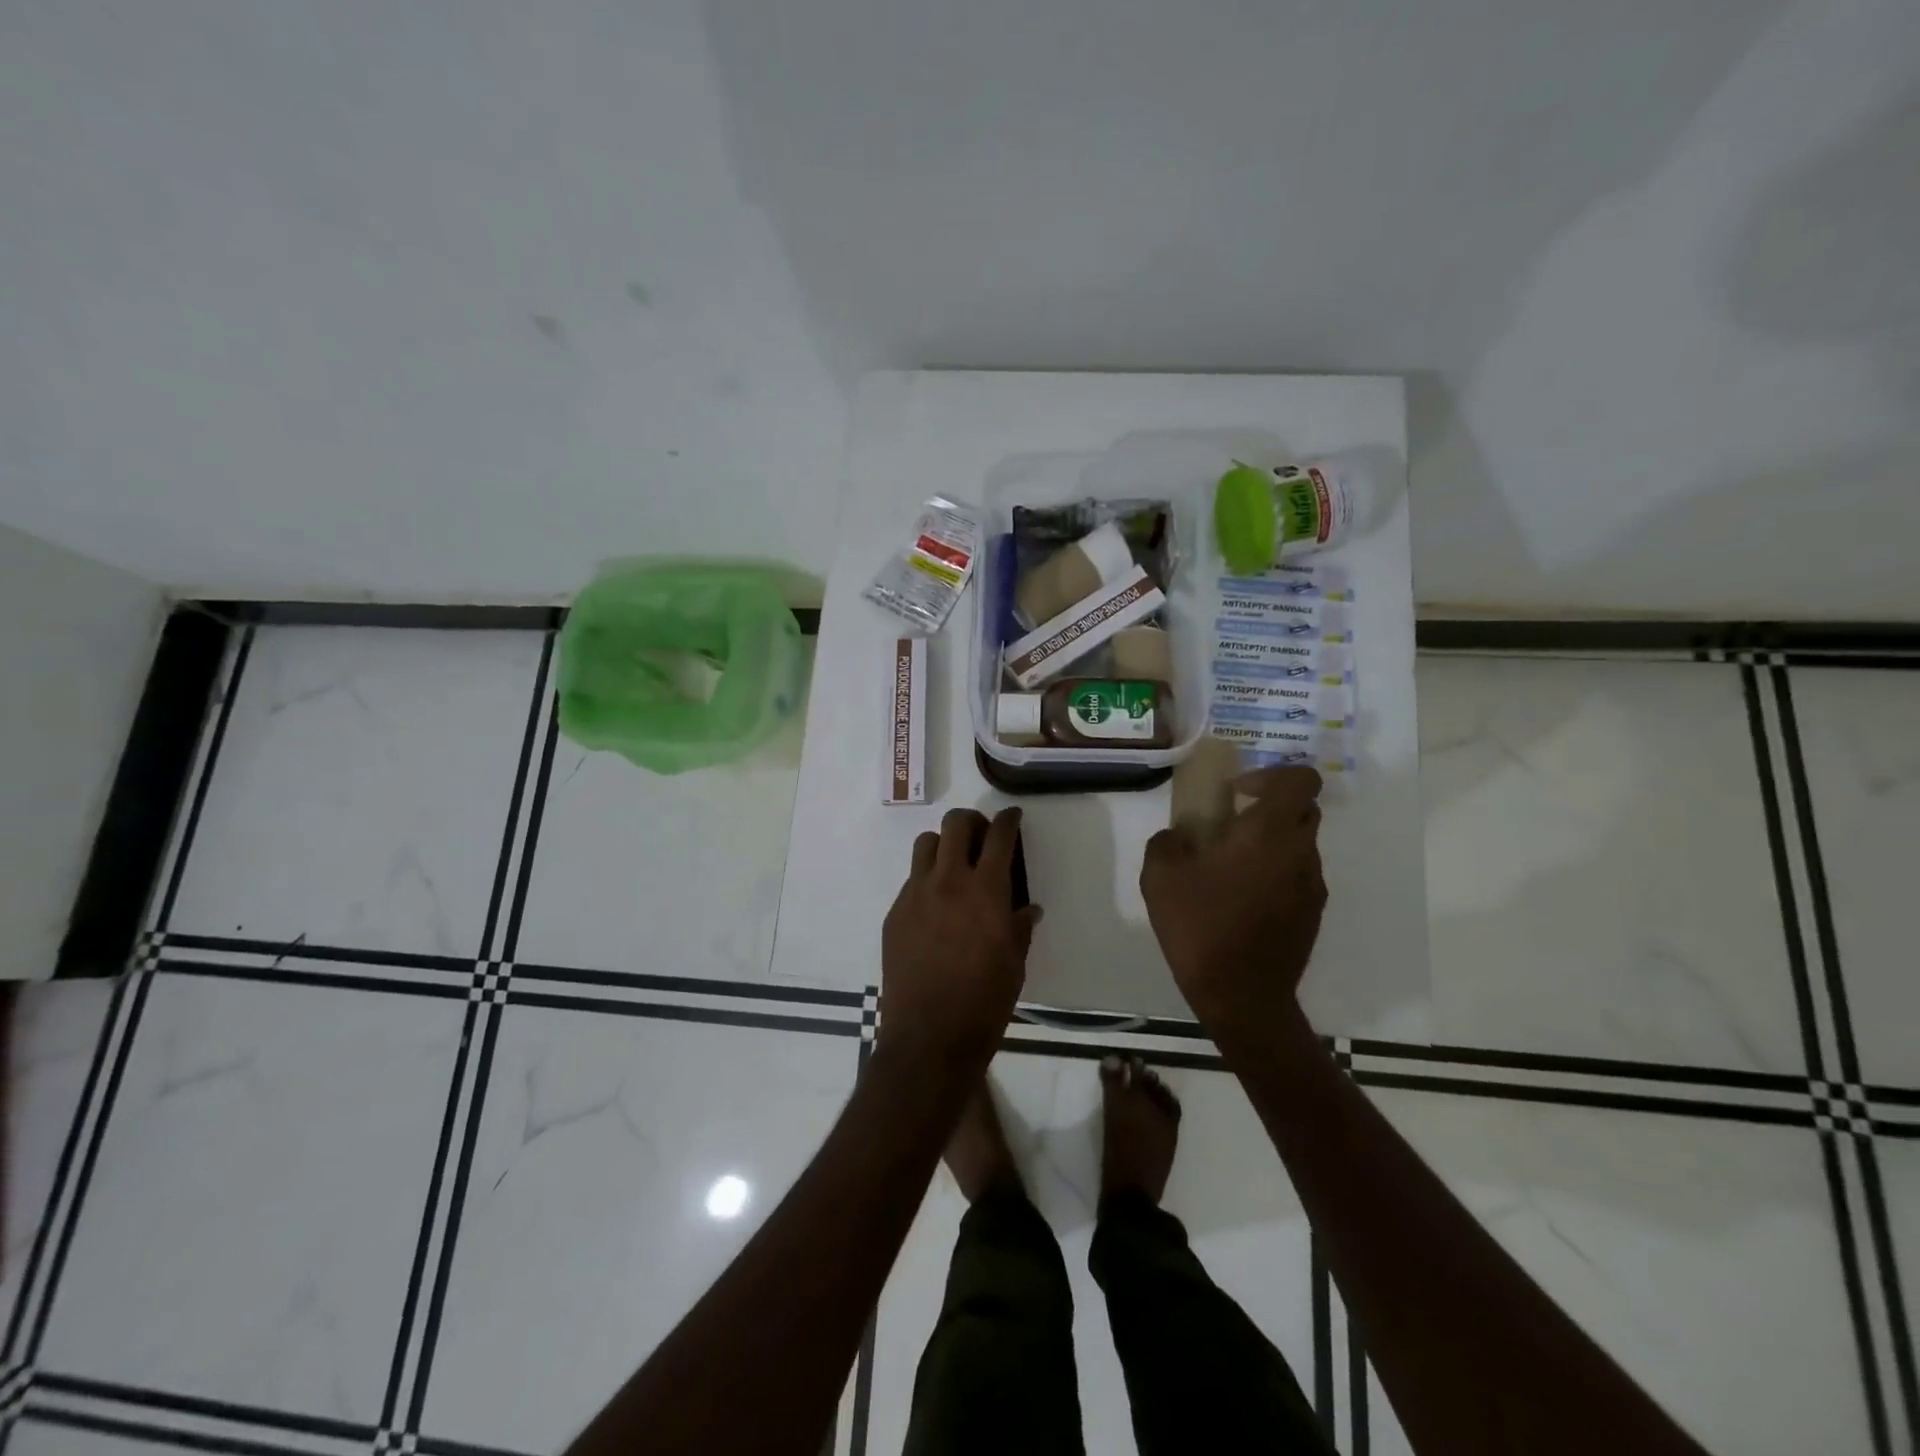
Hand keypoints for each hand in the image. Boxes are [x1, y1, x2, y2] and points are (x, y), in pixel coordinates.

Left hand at [878, 807, 1040, 1073]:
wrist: (929, 1037)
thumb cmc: (984, 1002)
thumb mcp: (1014, 963)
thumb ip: (1019, 927)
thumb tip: (1027, 909)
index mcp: (986, 890)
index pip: (999, 836)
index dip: (1008, 819)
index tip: (1012, 817)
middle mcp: (948, 881)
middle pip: (956, 824)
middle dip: (973, 822)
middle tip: (983, 838)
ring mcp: (916, 895)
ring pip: (926, 844)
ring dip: (944, 845)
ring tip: (955, 866)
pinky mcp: (895, 913)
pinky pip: (912, 880)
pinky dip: (927, 879)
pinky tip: (936, 907)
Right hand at [1140, 766, 1326, 1042]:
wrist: (1242, 996)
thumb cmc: (1201, 926)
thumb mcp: (1160, 877)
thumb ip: (1167, 842)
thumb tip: (1179, 837)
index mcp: (1269, 832)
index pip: (1301, 779)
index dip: (1271, 774)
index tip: (1236, 793)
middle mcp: (1300, 852)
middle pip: (1303, 809)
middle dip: (1270, 806)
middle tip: (1231, 823)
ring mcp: (1312, 886)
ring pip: (1300, 844)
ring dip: (1271, 842)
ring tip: (1230, 868)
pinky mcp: (1312, 914)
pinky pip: (1297, 876)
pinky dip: (1275, 873)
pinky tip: (1241, 900)